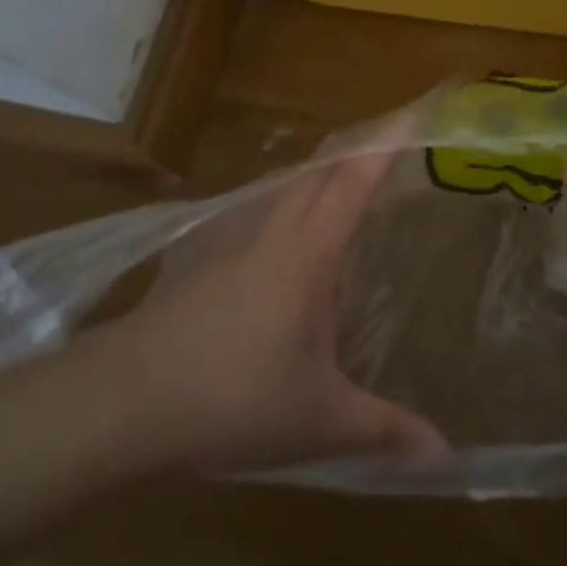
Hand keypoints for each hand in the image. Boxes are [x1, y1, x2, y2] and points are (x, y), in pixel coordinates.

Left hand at [77, 149, 446, 474]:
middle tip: (387, 146)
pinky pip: (254, 208)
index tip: (415, 112)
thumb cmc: (233, 400)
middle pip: (320, 169)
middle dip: (356, 149)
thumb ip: (384, 430)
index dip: (387, 143)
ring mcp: (232, 238)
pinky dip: (281, 201)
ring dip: (317, 173)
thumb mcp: (319, 421)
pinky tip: (277, 233)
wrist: (123, 400)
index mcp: (311, 251)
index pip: (356, 180)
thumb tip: (443, 454)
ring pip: (283, 185)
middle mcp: (274, 229)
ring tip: (340, 183)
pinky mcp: (200, 256)